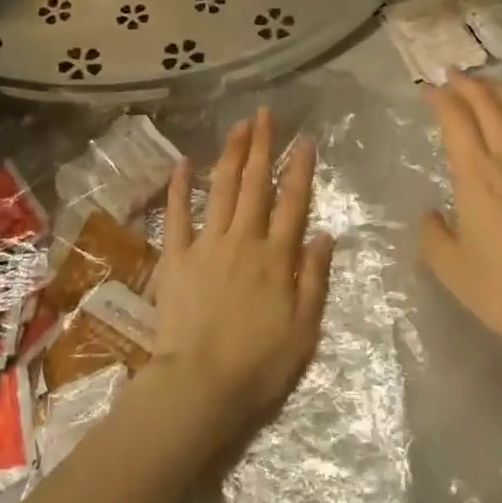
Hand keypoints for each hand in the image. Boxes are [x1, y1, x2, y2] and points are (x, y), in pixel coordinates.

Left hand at [150, 109, 333, 434]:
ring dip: (231, 155)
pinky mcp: (176, 258)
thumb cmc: (259, 366)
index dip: (300, 169)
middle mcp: (244, 241)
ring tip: (238, 126)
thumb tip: (325, 234)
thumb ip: (315, 279)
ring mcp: (207, 245)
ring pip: (222, 190)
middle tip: (265, 114)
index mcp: (277, 258)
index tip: (304, 139)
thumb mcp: (304, 330)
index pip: (293, 202)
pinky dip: (179, 188)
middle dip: (262, 146)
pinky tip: (183, 162)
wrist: (199, 387)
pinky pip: (177, 215)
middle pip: (255, 185)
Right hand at [420, 76, 501, 362]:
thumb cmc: (500, 289)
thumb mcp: (449, 267)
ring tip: (486, 84)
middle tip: (452, 75)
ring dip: (500, 92)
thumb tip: (433, 215)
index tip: (428, 90)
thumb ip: (432, 234)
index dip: (441, 100)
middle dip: (469, 85)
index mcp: (477, 177)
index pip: (457, 121)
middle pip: (490, 107)